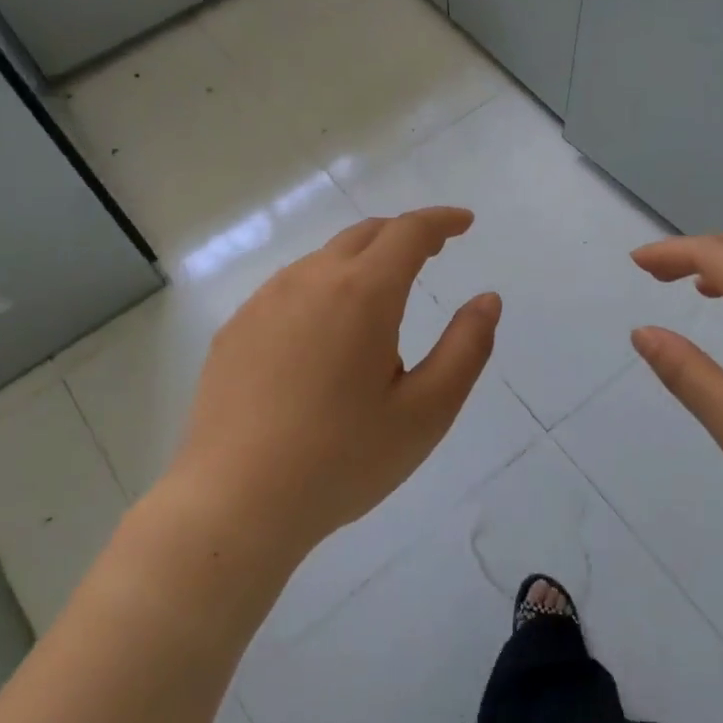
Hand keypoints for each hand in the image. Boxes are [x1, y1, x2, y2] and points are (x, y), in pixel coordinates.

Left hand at [166, 208, 500, 565]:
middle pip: (364, 235)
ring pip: (323, 260)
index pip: (409, 232)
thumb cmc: (343, 460)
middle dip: (403, 235)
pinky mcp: (235, 328)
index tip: (464, 223)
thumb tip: (487, 300)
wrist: (236, 501)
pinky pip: (289, 289)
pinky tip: (323, 335)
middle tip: (432, 254)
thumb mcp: (426, 412)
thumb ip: (466, 348)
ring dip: (361, 263)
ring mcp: (264, 301)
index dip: (441, 221)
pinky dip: (322, 290)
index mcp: (362, 292)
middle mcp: (309, 279)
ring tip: (379, 303)